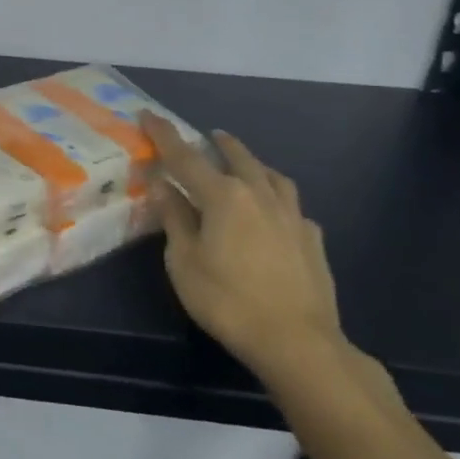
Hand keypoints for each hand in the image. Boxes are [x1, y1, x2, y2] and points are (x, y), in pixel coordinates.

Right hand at [141, 113, 344, 384]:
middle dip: (218, 143)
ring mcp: (291, 216)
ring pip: (272, 176)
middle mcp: (259, 195)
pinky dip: (277, 199)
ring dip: (253, 164)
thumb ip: (174, 218)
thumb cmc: (228, 301)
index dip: (164, 135)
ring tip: (245, 164)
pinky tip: (274, 213)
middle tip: (207, 136)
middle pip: (237, 158)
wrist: (299, 343)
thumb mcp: (184, 261)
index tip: (148, 115)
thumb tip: (163, 185)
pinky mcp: (312, 240)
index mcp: (223, 195)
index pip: (185, 156)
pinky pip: (292, 206)